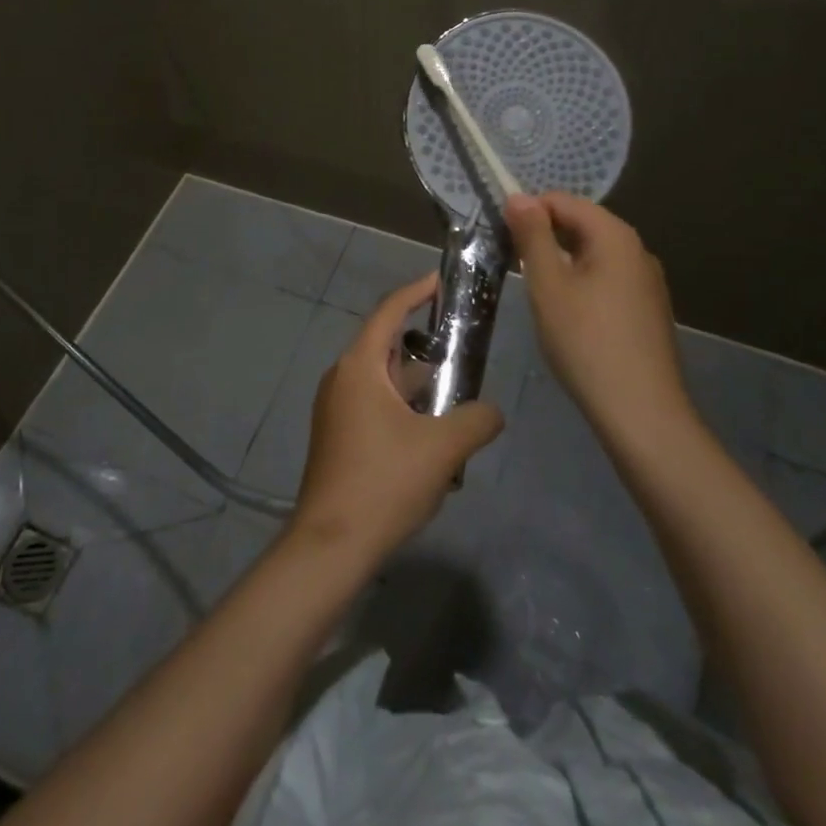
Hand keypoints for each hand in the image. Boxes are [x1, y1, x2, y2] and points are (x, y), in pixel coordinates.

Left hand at [291, 273, 504, 567]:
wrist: (332, 545)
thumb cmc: (384, 483)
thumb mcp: (443, 448)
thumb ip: (477, 420)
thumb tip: (493, 413)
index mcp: (359, 367)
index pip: (388, 313)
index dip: (415, 292)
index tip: (441, 280)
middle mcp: (342, 379)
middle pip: (388, 347)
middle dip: (426, 346)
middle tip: (464, 345)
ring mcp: (337, 410)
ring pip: (385, 383)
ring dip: (419, 386)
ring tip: (460, 398)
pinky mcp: (339, 437)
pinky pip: (377, 407)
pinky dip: (405, 410)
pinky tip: (436, 439)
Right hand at [503, 192, 692, 434]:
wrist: (641, 412)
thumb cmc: (587, 343)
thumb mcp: (548, 285)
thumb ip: (533, 236)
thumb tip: (518, 196)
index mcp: (615, 236)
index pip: (563, 201)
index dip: (528, 212)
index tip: (501, 239)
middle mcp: (637, 250)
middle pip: (581, 224)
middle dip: (544, 237)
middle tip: (514, 267)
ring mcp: (647, 281)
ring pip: (593, 254)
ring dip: (561, 262)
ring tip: (537, 293)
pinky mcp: (647, 309)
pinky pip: (607, 279)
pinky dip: (581, 283)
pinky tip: (567, 315)